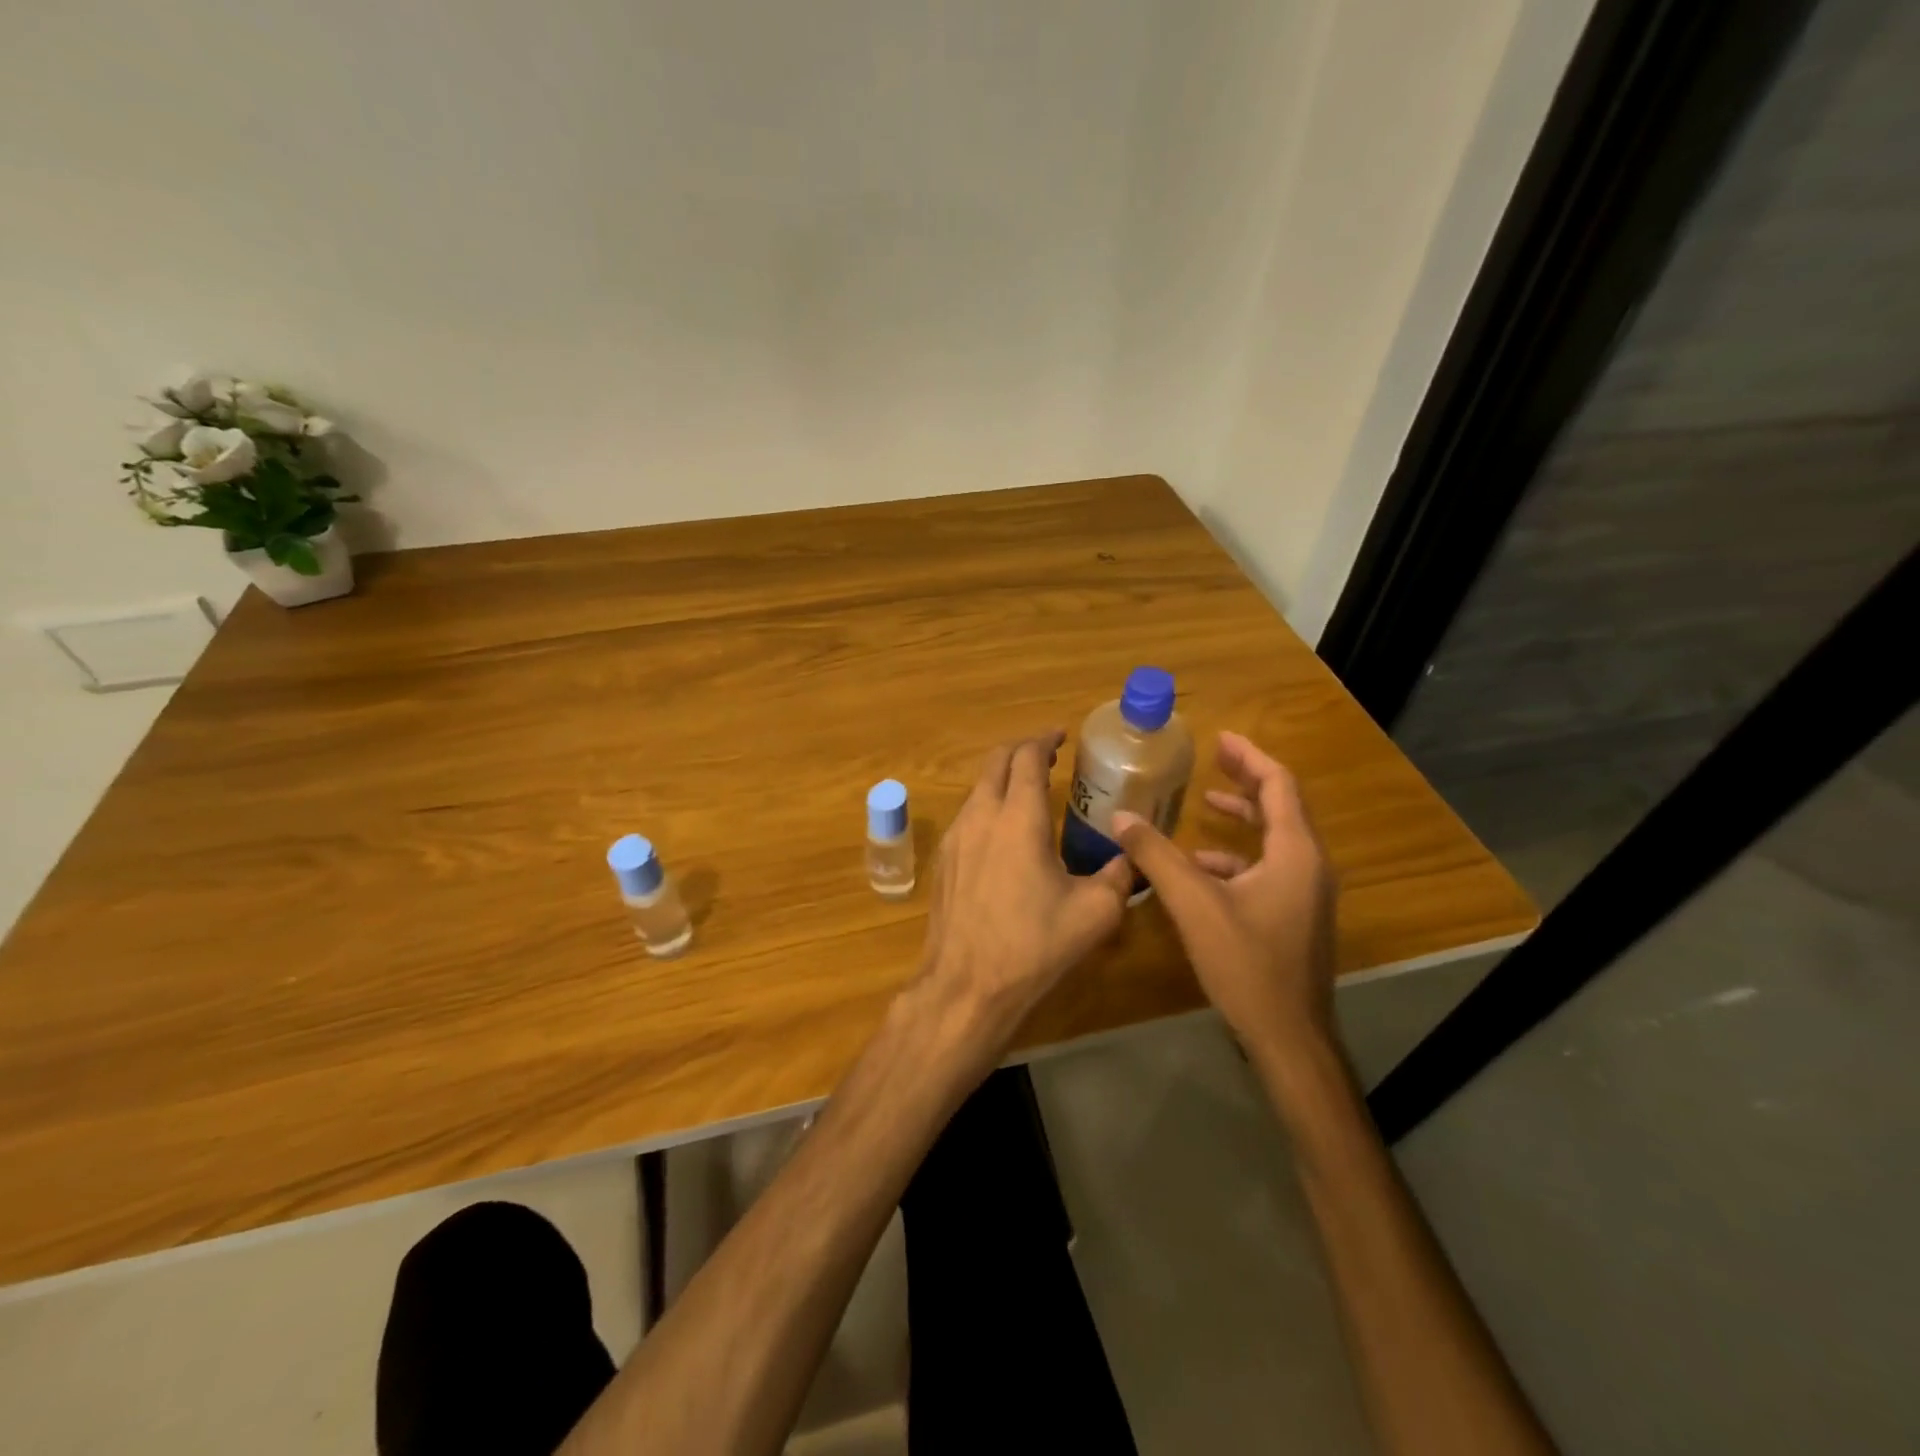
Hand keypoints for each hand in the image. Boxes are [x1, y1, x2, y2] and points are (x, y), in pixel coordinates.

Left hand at [918, 731, 1134, 1036]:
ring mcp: (955, 837)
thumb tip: (1133, 859)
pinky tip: (1005, 832)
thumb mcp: (1094, 913)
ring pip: (978, 788)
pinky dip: (988, 805)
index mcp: (1018, 818)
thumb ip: (1120, 876)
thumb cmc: (1033, 946)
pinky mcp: (943, 861)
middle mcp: (981, 816)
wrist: (966, 985)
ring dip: (1003, 778)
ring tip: (1030, 790)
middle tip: (1048, 755)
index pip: (1027, 758)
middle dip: (1021, 751)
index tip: (1061, 735)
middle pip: (996, 762)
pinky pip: (967, 815)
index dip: (1044, 740)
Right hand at [1112, 731, 1335, 1061]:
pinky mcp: (1295, 917)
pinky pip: (1269, 870)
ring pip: (1275, 840)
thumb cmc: (1247, 964)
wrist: (1289, 1038)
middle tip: (1212, 760)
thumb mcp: (1194, 904)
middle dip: (1246, 781)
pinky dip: (1238, 857)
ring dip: (1243, 819)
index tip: (1220, 738)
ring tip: (1205, 806)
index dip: (1250, 756)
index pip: (1279, 785)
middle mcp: (1309, 866)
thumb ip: (1157, 856)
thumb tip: (1120, 817)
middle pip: (1281, 807)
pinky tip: (1201, 870)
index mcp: (1295, 853)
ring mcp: (1306, 894)